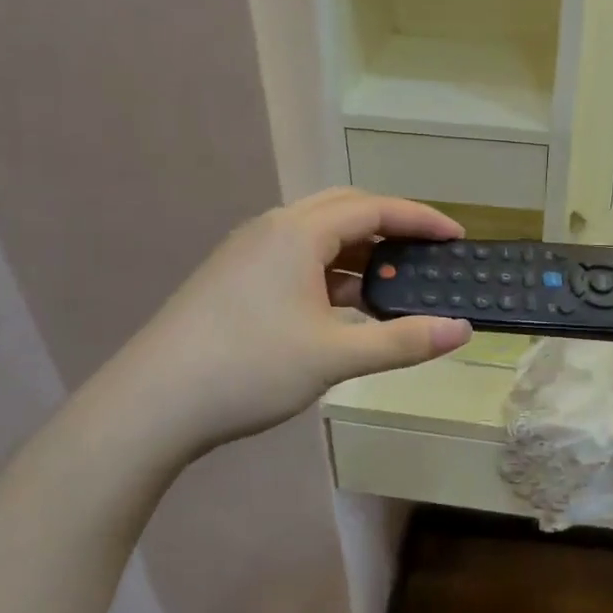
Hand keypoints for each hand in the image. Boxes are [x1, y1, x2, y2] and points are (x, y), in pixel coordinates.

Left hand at [98, 189, 471, 467]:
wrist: (151, 403)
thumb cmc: (249, 368)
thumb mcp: (334, 356)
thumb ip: (401, 340)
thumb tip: (461, 330)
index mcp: (298, 233)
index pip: (374, 208)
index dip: (420, 219)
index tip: (457, 236)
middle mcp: (272, 228)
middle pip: (344, 209)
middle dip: (389, 225)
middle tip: (425, 252)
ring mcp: (247, 251)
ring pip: (317, 234)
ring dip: (358, 251)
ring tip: (391, 283)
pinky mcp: (233, 276)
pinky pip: (296, 257)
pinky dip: (330, 270)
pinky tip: (343, 306)